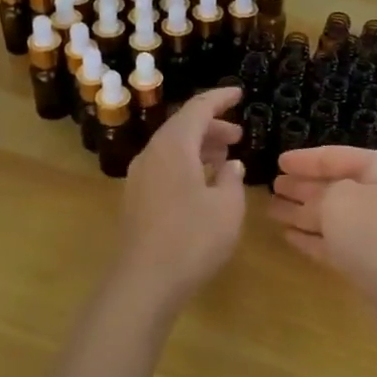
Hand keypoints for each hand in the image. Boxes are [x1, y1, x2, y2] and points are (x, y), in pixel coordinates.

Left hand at [109, 86, 245, 314]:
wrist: (144, 283)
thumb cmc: (192, 239)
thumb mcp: (227, 207)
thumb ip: (232, 179)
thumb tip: (230, 165)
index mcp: (173, 147)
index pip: (197, 108)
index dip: (220, 98)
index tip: (239, 93)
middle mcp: (151, 155)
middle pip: (182, 127)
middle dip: (212, 127)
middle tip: (239, 135)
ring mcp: (140, 178)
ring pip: (172, 149)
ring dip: (200, 148)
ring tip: (226, 158)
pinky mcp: (137, 200)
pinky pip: (165, 168)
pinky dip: (187, 165)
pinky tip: (205, 184)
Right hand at [268, 146, 376, 348]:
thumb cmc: (374, 231)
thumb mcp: (338, 200)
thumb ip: (318, 193)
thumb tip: (312, 201)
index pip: (335, 156)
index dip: (305, 159)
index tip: (278, 161)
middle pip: (333, 185)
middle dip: (302, 185)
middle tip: (272, 185)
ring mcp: (376, 229)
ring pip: (330, 215)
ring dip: (301, 212)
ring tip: (271, 209)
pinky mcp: (368, 260)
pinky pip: (334, 242)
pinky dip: (311, 238)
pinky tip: (287, 236)